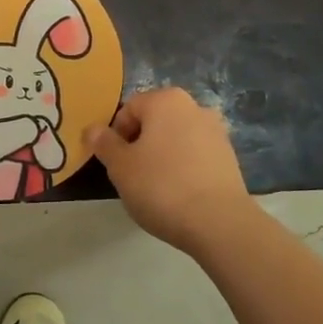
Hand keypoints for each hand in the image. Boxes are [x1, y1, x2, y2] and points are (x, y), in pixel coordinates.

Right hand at [84, 88, 258, 255]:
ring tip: (158, 189)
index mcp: (166, 100)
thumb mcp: (120, 167)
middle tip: (133, 176)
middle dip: (140, 144)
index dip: (116, 136)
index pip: (128, 109)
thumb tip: (92, 129)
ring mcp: (216, 131)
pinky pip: (196, 155)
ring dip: (163, 156)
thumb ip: (104, 143)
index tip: (116, 164)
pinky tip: (180, 195)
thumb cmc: (161, 187)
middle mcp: (194, 106)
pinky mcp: (230, 157)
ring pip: (176, 138)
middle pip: (154, 121)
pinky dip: (184, 168)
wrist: (219, 223)